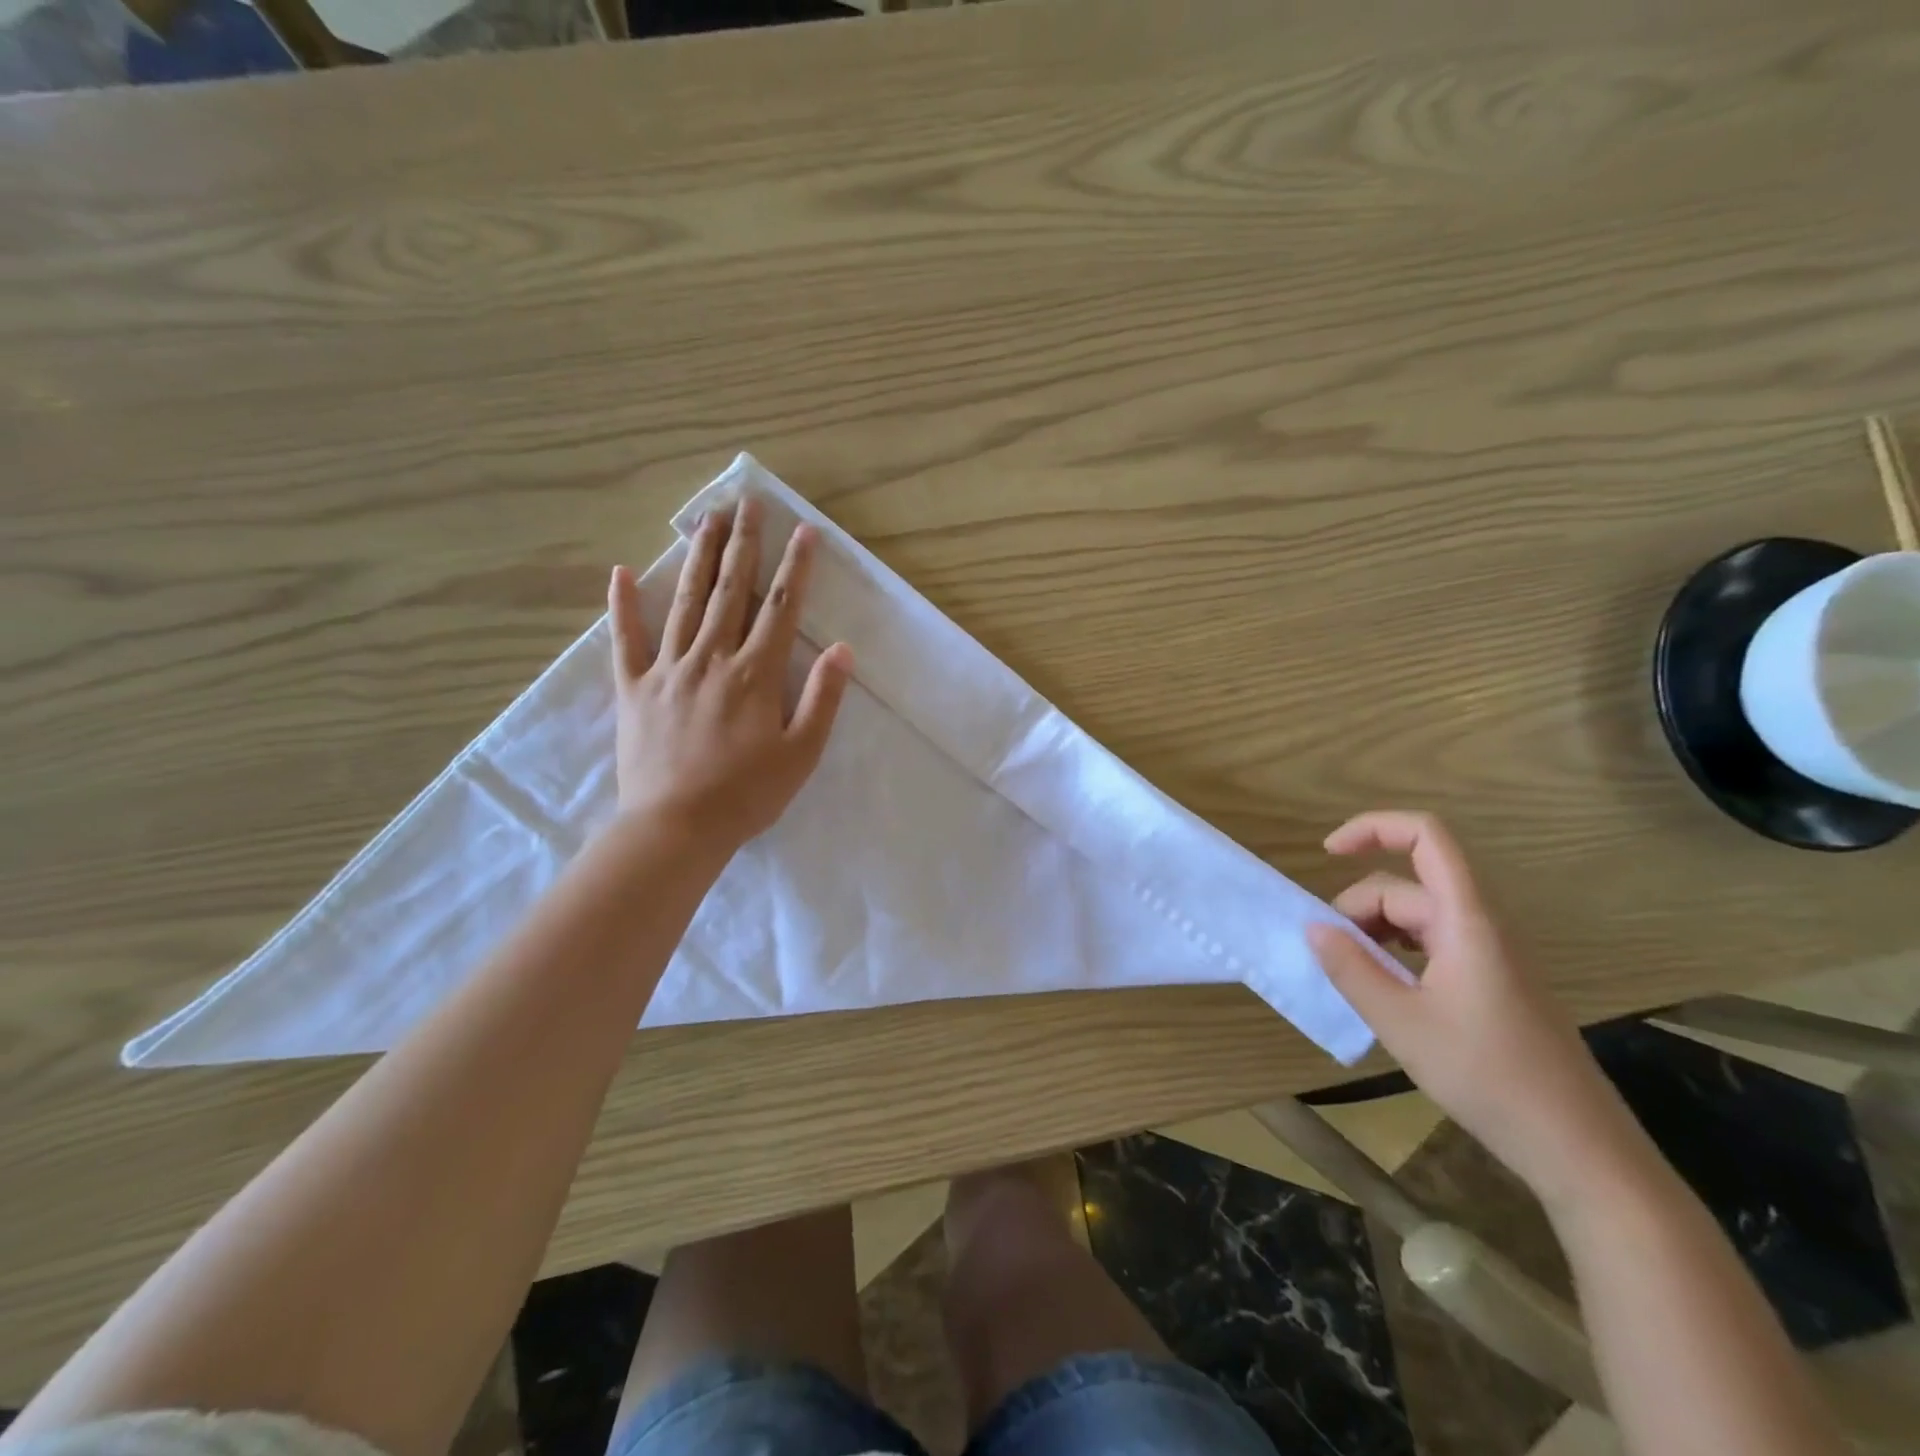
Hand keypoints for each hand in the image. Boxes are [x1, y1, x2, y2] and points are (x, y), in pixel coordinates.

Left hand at [607, 497, 852, 852]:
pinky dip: (623, 606)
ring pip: (684, 601)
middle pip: (730, 590)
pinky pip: (626, 640)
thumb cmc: (747, 795)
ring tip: (706, 519)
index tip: (804, 530)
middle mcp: (710, 658)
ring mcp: (667, 669)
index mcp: (754, 674)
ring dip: (697, 557)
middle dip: (743, 544)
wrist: (676, 828)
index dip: (795, 567)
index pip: (780, 608)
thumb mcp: (802, 753)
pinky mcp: (633, 688)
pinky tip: (621, 573)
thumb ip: (822, 698)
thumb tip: (842, 649)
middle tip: (748, 502)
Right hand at [1308, 811, 1640, 1201]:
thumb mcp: (1401, 1023)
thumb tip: (1313, 926)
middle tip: (1328, 955)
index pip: (1426, 836)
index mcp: (1467, 920)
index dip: (1373, 828)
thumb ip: (1351, 968)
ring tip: (1350, 976)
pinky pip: (1433, 945)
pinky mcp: (1493, 982)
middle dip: (1357, 908)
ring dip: (1374, 933)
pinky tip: (1383, 990)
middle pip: (1407, 886)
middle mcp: (1481, 925)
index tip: (1327, 853)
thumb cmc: (1489, 1077)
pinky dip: (1397, 953)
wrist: (1581, 1150)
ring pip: (1417, 917)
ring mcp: (1490, 954)